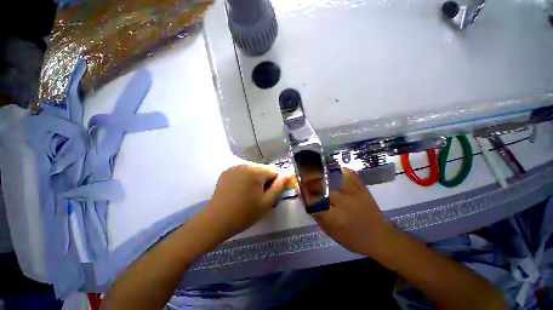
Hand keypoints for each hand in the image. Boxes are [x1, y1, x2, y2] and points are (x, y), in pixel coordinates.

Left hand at [205, 164, 289, 241]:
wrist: (216, 221)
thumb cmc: (244, 214)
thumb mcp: (266, 203)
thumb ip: (278, 187)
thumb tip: (287, 175)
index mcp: (255, 171)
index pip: (274, 171)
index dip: (275, 183)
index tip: (269, 194)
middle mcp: (245, 165)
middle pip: (263, 169)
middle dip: (265, 180)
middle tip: (260, 195)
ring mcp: (234, 168)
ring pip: (253, 170)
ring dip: (255, 179)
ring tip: (250, 193)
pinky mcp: (226, 172)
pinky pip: (242, 171)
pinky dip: (245, 178)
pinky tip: (240, 190)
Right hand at [304, 168, 392, 256]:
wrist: (378, 236)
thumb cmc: (350, 237)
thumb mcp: (329, 230)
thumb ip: (315, 212)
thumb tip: (303, 195)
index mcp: (334, 219)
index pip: (313, 201)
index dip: (304, 191)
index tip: (298, 184)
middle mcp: (344, 204)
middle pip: (322, 187)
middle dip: (311, 180)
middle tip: (305, 175)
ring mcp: (354, 194)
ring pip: (334, 178)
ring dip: (323, 173)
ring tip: (316, 169)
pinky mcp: (363, 188)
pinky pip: (349, 174)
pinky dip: (340, 170)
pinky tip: (334, 170)